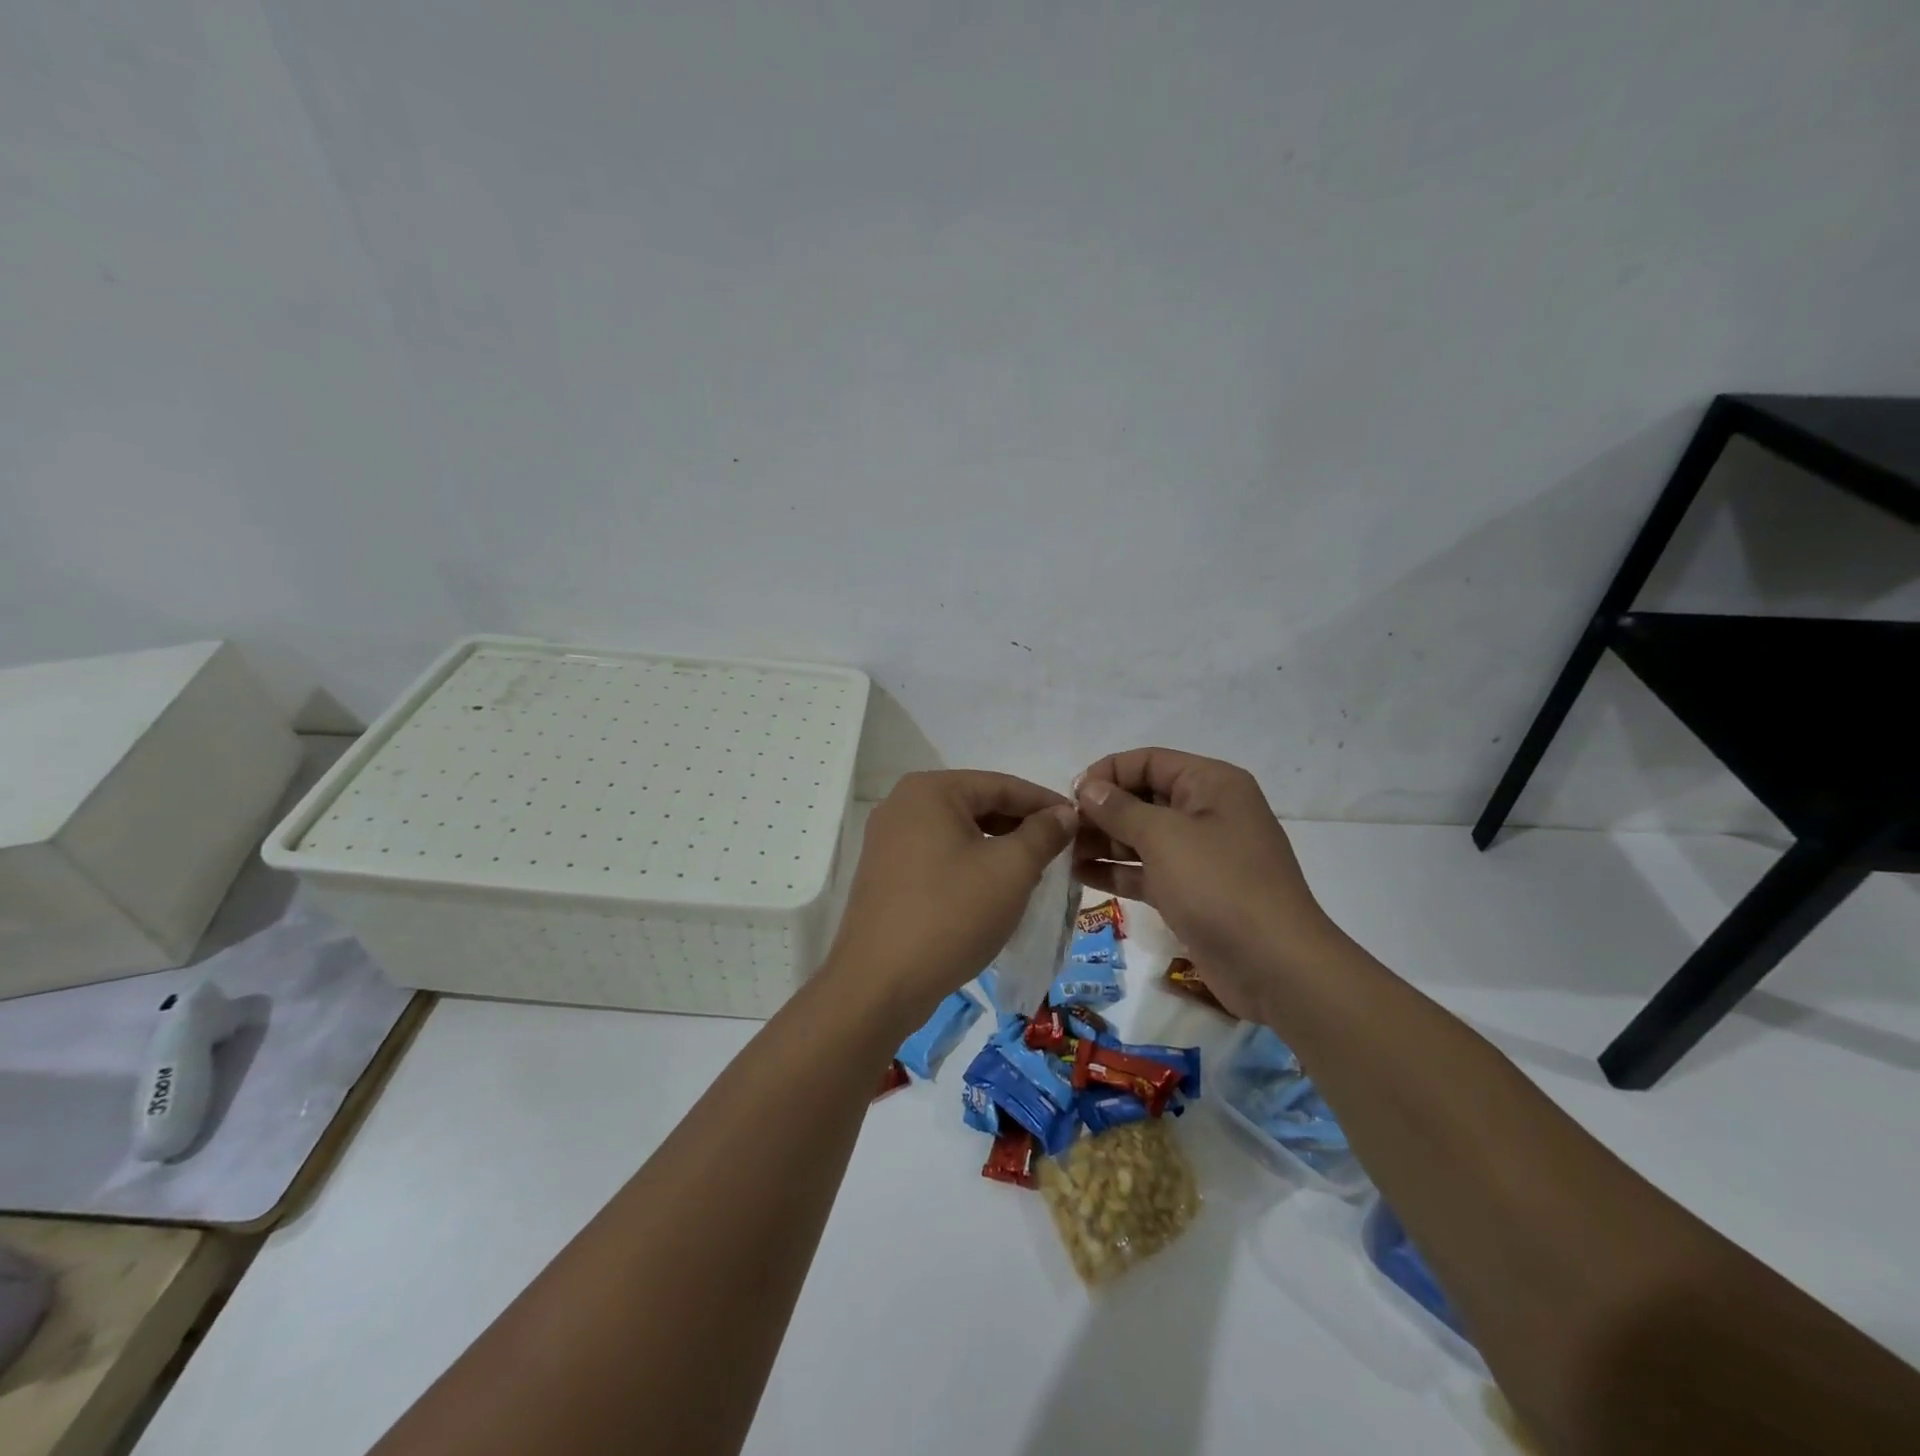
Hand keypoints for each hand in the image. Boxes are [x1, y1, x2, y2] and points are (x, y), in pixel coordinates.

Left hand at [823, 771, 1077, 1024]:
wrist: (879, 985)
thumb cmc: (951, 915)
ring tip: (1035, 873)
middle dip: (1021, 828)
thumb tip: (1064, 813)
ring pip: (959, 833)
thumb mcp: (1011, 870)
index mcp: (930, 790)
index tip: (1081, 823)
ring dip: (998, 849)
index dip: (1046, 803)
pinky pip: (939, 857)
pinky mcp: (885, 874)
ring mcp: (888, 840)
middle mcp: (903, 805)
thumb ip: (1043, 833)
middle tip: (1061, 852)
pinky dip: (970, 866)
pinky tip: (994, 891)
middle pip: (978, 806)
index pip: (1002, 785)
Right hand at [1072, 748, 1338, 1018]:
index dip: (1108, 773)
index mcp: (1211, 784)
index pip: (1149, 761)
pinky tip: (1080, 875)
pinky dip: (1116, 871)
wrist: (1274, 966)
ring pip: (1142, 837)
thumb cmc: (1219, 885)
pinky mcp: (1191, 892)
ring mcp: (1200, 855)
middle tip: (1061, 829)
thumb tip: (1088, 788)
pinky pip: (1146, 870)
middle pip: (1144, 798)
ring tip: (1061, 853)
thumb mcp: (1164, 837)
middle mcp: (1207, 812)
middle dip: (1102, 810)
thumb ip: (1120, 809)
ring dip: (1103, 842)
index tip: (1070, 796)